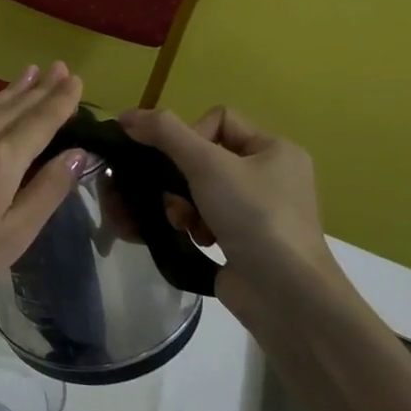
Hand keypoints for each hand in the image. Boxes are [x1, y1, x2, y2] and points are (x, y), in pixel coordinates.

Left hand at [0, 63, 88, 316]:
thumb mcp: (14, 234)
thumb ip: (46, 190)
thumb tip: (76, 153)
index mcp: (1, 160)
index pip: (40, 121)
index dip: (60, 100)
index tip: (77, 79)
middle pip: (14, 107)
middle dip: (40, 87)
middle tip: (61, 67)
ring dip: (13, 90)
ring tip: (31, 72)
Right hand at [118, 106, 342, 300]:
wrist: (285, 294)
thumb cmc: (254, 217)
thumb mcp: (207, 164)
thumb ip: (165, 133)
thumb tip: (126, 116)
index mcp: (275, 149)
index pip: (219, 120)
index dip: (192, 136)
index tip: (184, 163)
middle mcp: (271, 176)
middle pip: (204, 157)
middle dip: (180, 177)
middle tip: (173, 196)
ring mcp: (259, 211)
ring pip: (200, 189)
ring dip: (183, 203)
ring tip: (183, 222)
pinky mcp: (245, 241)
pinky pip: (205, 217)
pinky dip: (193, 225)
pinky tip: (194, 238)